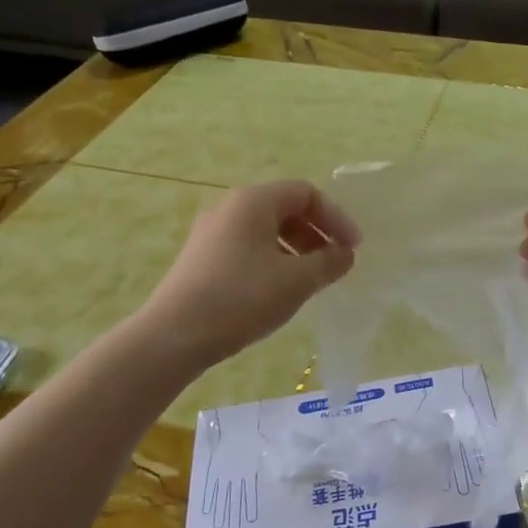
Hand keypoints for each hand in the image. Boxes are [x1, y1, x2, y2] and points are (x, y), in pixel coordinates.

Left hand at [139, 180, 358, 368]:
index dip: (336, 217)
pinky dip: (273, 260)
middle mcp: (230, 206)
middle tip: (334, 263)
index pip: (306, 193)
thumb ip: (329, 262)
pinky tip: (278, 290)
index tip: (353, 248)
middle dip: (316, 233)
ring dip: (296, 249)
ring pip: (265, 229)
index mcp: (254, 201)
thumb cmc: (242, 298)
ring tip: (310, 280)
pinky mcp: (201, 257)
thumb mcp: (297, 281)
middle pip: (285, 208)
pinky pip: (248, 246)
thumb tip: (345, 254)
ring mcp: (211, 232)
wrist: (175, 335)